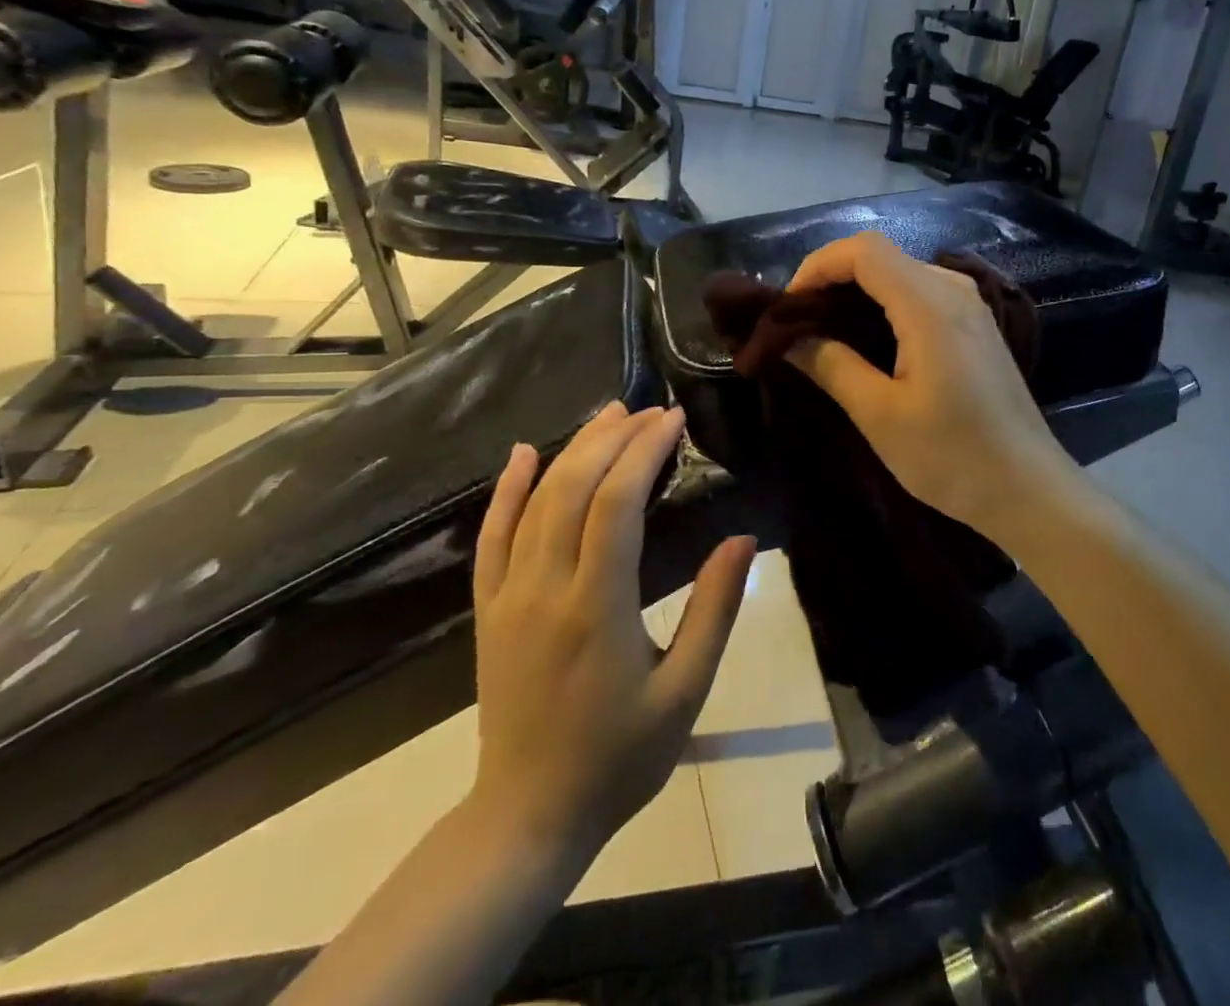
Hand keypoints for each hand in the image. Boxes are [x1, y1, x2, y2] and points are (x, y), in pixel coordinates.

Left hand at [467, 403, 756, 869]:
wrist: (529, 817)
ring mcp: (509, 598)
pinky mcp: (488, 610)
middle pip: (574, 489)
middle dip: (613, 439)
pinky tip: (524, 453)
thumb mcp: (685, 692)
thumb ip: (714, 610)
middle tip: (649, 411)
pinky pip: (491, 538)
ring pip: (536, 503)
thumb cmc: (619, 757)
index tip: (672, 420)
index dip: (644, 452)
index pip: (617, 505)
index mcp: (598, 608)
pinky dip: (507, 490)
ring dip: (573, 450)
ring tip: (608, 415)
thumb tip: (742, 538)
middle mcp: (546, 590)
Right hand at [784, 232, 1078, 541]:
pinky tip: (867, 340)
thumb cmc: (952, 456)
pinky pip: (920, 293)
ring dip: (857, 291)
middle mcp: (953, 289)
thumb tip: (789, 338)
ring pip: (900, 273)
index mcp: (929, 304)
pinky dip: (884, 304)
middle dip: (831, 279)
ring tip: (823, 331)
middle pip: (881, 255)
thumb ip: (831, 366)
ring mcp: (969, 305)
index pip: (863, 250)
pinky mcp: (975, 324)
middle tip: (797, 323)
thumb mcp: (880, 415)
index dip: (817, 266)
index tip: (786, 307)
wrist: (1028, 488)